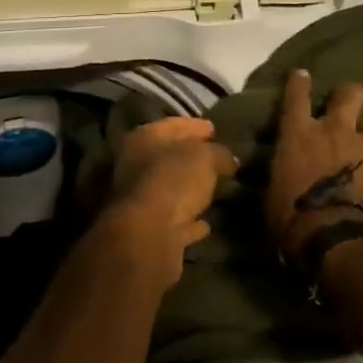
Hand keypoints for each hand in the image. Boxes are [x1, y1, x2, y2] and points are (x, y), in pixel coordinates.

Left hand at [103, 117, 236, 289]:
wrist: (148, 236)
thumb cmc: (174, 181)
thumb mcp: (206, 157)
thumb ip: (219, 153)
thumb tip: (228, 159)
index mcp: (143, 138)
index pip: (173, 125)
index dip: (195, 126)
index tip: (214, 130)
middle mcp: (135, 165)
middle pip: (169, 157)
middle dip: (192, 158)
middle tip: (217, 159)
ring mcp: (139, 200)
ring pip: (170, 190)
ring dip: (190, 190)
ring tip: (216, 189)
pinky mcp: (148, 232)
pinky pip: (174, 220)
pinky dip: (188, 220)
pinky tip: (206, 223)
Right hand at [267, 71, 362, 264]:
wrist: (338, 240)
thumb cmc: (292, 217)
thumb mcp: (272, 191)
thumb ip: (282, 172)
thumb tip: (283, 172)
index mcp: (299, 134)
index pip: (296, 96)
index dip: (299, 82)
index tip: (302, 74)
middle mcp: (336, 130)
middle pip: (350, 95)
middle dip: (349, 95)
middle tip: (348, 104)